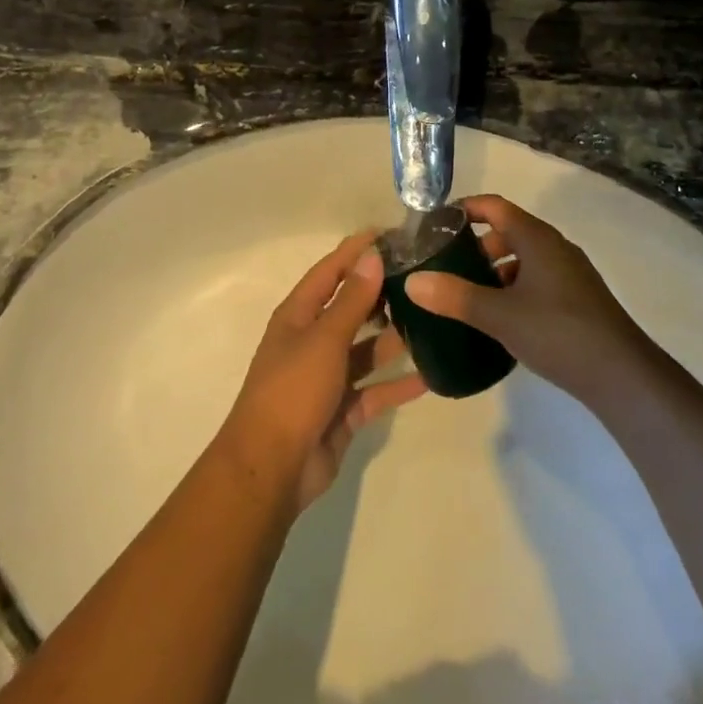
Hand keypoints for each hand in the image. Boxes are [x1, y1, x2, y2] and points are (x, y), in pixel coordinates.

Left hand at [220, 234, 425, 509]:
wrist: (270, 470)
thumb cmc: (292, 390)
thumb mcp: (324, 339)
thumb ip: (352, 299)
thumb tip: (372, 255)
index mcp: (299, 316)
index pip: (330, 272)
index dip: (356, 251)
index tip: (390, 234)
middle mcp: (312, 341)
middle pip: (351, 309)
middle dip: (381, 294)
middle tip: (422, 278)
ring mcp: (327, 378)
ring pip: (366, 350)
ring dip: (394, 338)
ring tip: (432, 321)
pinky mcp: (343, 411)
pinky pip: (376, 391)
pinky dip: (398, 385)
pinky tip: (431, 376)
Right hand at [404, 195, 653, 406]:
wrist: (622, 375)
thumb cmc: (558, 333)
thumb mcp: (500, 315)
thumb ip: (456, 296)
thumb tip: (413, 281)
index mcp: (537, 238)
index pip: (495, 206)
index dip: (465, 208)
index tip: (436, 222)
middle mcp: (555, 247)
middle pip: (509, 230)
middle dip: (478, 244)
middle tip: (448, 265)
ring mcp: (570, 273)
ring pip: (525, 258)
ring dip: (497, 269)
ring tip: (470, 296)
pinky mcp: (578, 299)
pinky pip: (538, 280)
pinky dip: (515, 288)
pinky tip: (503, 319)